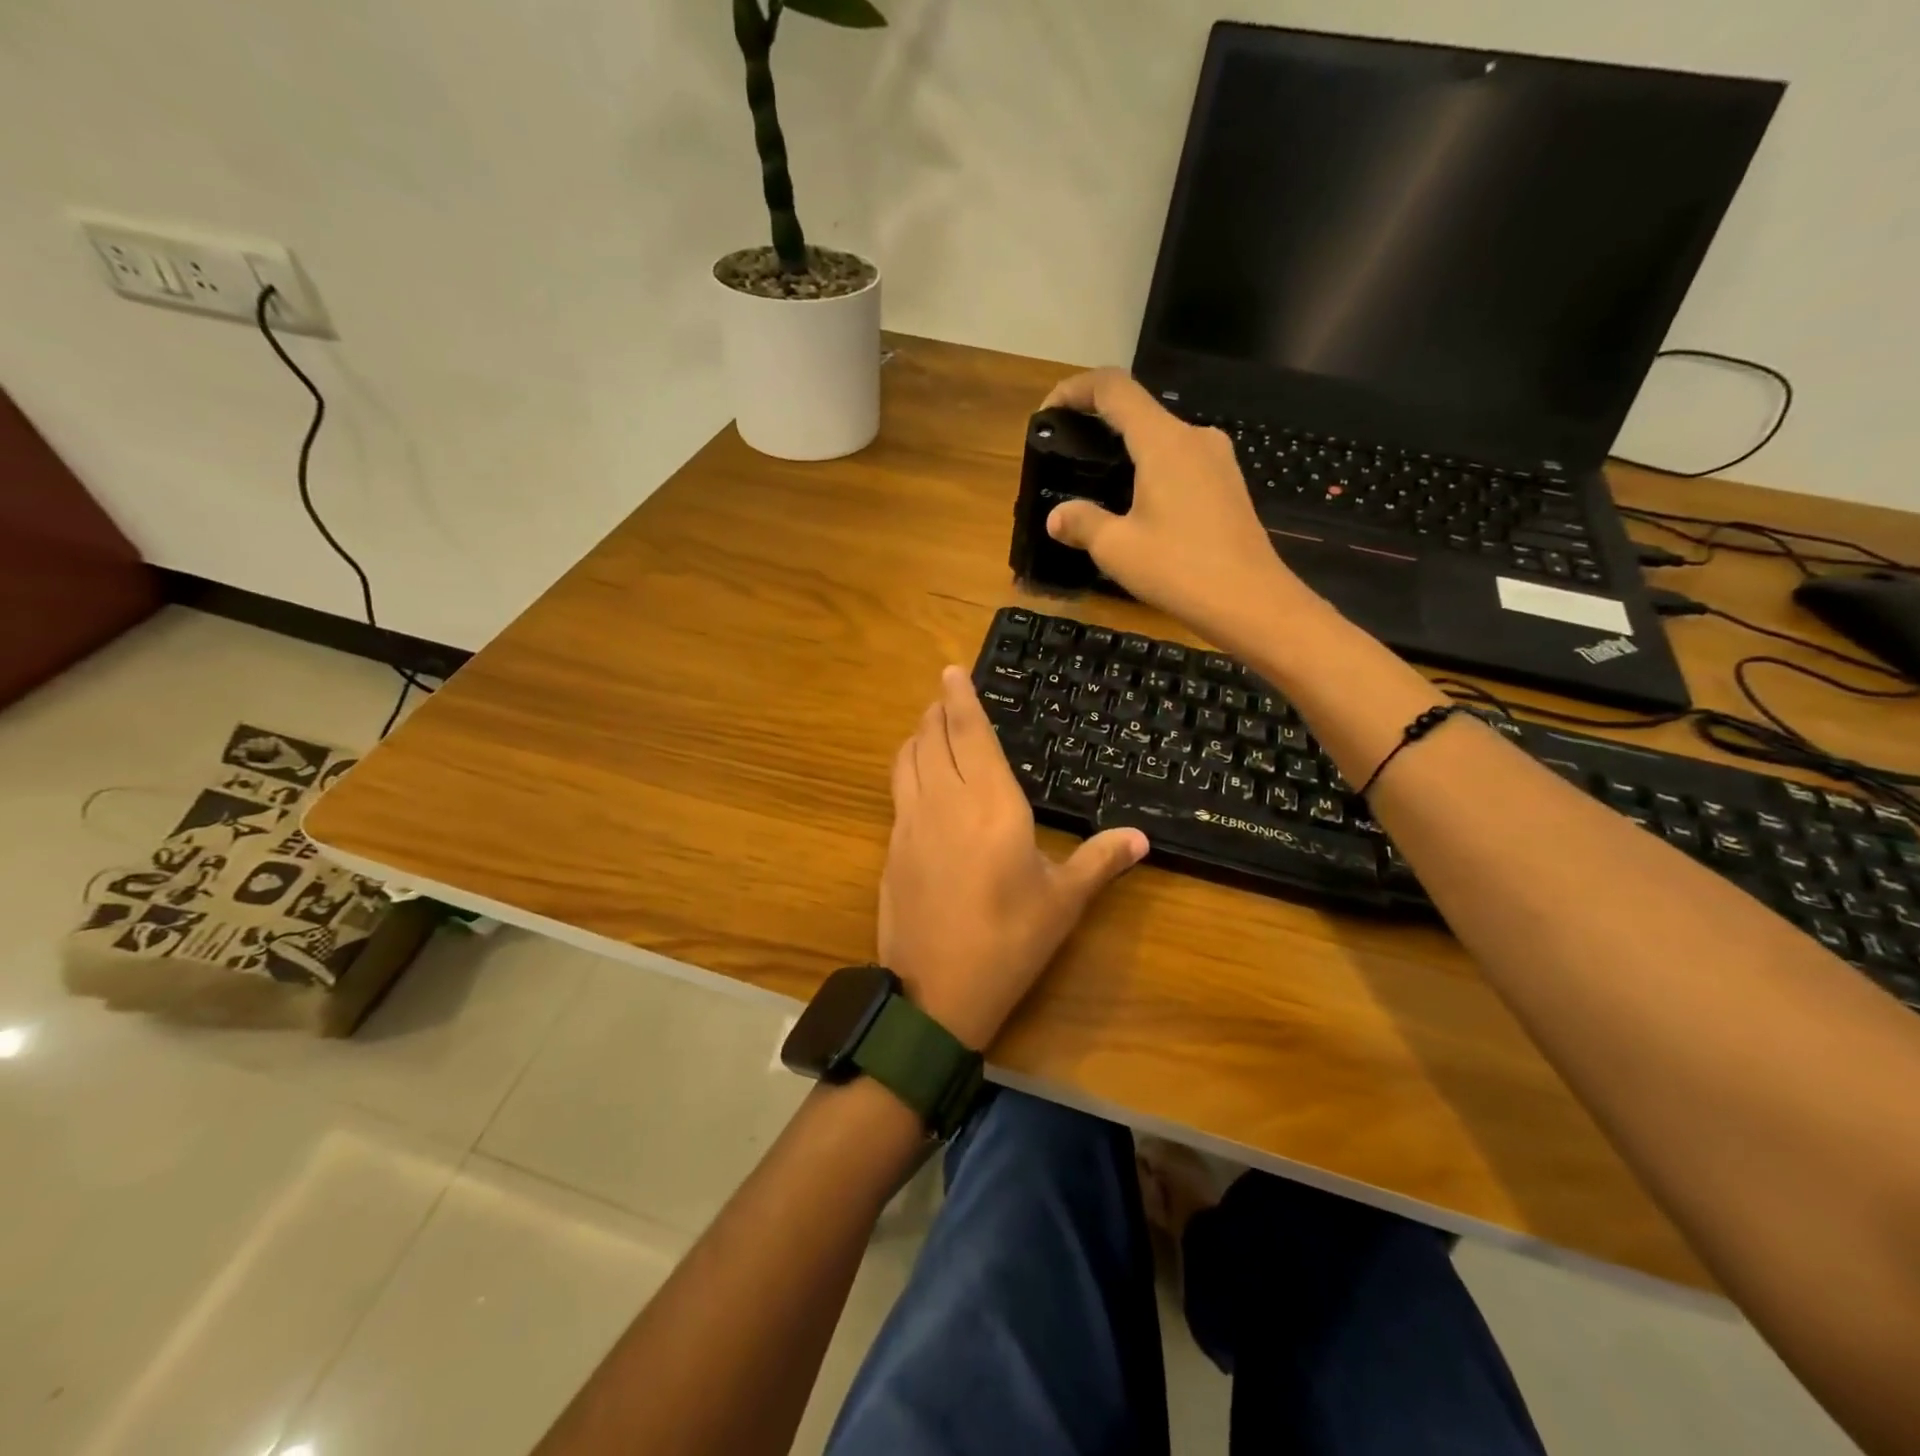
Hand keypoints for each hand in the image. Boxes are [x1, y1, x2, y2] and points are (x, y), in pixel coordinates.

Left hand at [880, 666, 1147, 1048]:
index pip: (971, 734)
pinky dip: (907, 765)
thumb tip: (1141, 838)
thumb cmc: (1010, 942)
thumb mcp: (1063, 902)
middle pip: (933, 737)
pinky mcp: (892, 846)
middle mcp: (946, 801)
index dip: (961, 698)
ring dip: (919, 733)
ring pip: (908, 758)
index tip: (952, 671)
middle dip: (938, 709)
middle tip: (946, 694)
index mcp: (993, 805)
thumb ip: (1099, 861)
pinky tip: (918, 777)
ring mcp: (911, 823)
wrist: (936, 992)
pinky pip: (898, 788)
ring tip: (930, 725)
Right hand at [1041, 369, 1321, 649]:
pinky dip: (1151, 470)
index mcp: (1163, 441)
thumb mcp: (1117, 548)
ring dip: (1126, 451)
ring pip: (1162, 438)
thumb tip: (1056, 517)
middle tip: (1068, 454)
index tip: (1049, 412)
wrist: (1251, 602)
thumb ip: (1081, 523)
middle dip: (1098, 424)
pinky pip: (1181, 462)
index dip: (1075, 389)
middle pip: (1138, 411)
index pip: (1113, 388)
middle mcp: (1194, 438)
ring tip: (1099, 485)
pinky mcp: (1228, 485)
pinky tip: (1138, 507)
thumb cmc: (1179, 570)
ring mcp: (1218, 460)